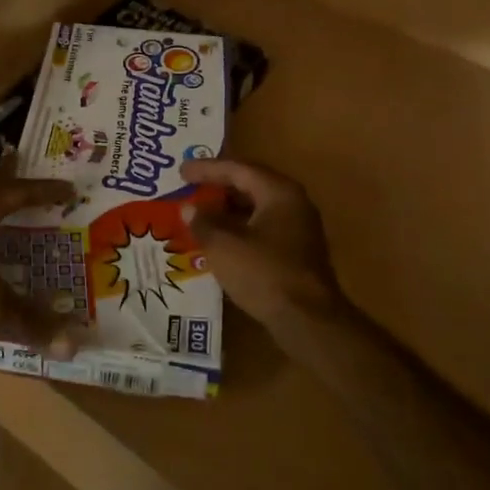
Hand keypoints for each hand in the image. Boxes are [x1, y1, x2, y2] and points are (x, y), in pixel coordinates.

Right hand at [179, 158, 348, 329]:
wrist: (308, 321)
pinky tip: (220, 241)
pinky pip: (262, 228)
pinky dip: (239, 228)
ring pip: (257, 208)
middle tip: (190, 188)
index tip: (181, 171)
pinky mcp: (297, 252)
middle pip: (250, 185)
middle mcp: (293, 203)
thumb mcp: (224, 245)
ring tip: (200, 214)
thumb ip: (203, 222)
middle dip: (218, 187)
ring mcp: (299, 228)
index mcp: (278, 192)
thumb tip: (189, 208)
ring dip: (227, 210)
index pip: (238, 169)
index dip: (207, 169)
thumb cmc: (264, 273)